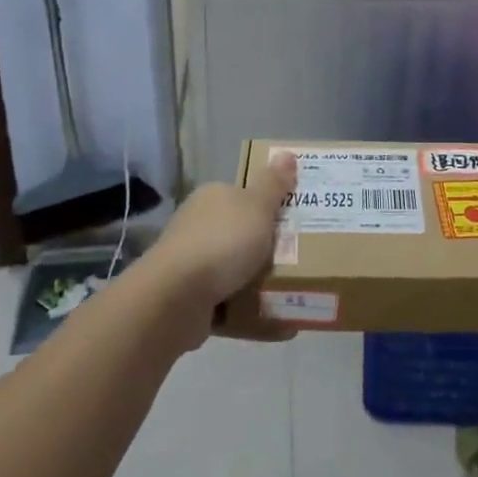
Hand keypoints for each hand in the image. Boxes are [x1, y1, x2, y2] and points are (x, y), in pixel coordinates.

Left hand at [141, 151, 297, 346]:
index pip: (244, 195)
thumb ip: (274, 184)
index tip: (296, 221)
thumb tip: (286, 153)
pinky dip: (251, 311)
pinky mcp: (190, 300)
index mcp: (212, 198)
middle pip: (241, 232)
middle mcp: (197, 226)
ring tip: (295, 290)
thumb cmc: (221, 242)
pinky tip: (280, 323)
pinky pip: (229, 303)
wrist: (175, 299)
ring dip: (259, 281)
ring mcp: (190, 264)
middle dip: (267, 246)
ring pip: (234, 269)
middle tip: (302, 256)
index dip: (270, 206)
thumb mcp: (257, 207)